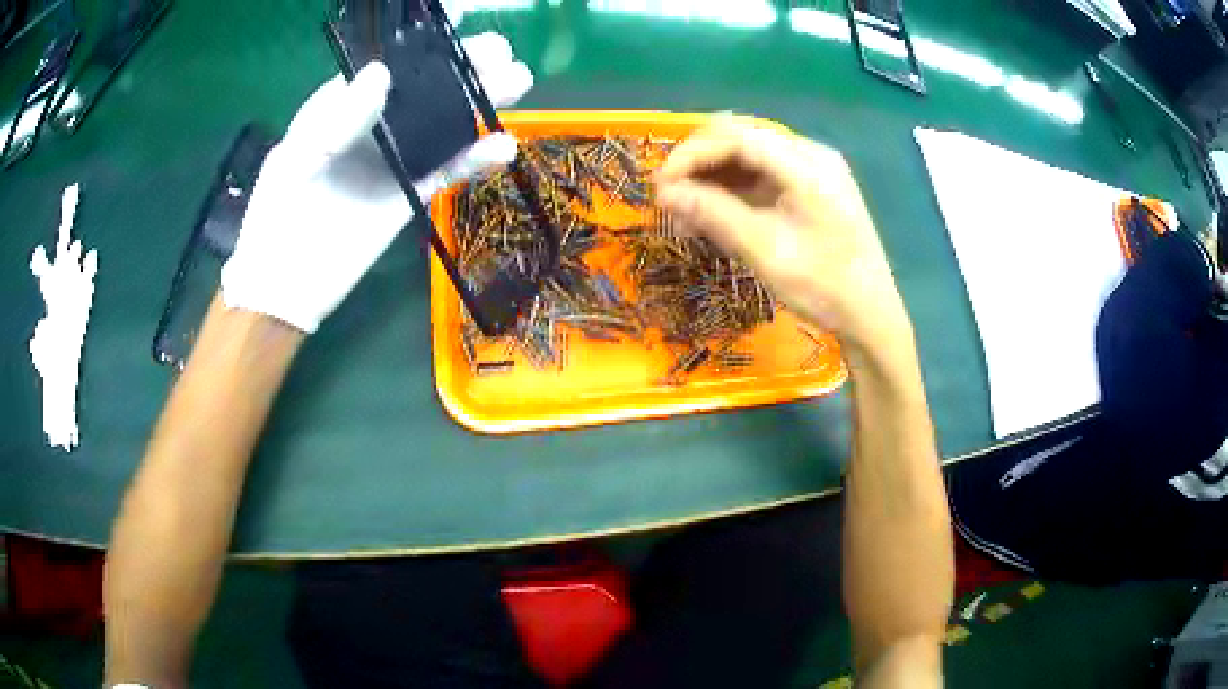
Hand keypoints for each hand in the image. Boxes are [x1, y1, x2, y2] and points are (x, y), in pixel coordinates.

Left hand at [221, 33, 532, 332]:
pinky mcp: (408, 196)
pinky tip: (503, 147)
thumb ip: (336, 120)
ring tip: (517, 81)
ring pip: (442, 125)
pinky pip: (446, 172)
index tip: (458, 17)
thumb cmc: (275, 218)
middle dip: (462, 66)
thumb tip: (382, 73)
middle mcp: (373, 127)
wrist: (283, 287)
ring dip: (479, 103)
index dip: (420, 41)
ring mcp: (393, 161)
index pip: (386, 63)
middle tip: (500, 52)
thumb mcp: (296, 161)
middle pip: (423, 90)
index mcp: (341, 108)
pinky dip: (475, 160)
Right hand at [656, 120, 909, 354]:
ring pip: (748, 157)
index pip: (737, 136)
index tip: (661, 184)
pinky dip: (733, 191)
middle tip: (670, 198)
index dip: (692, 153)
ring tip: (685, 215)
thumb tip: (664, 192)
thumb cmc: (824, 287)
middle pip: (742, 139)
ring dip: (713, 179)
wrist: (871, 316)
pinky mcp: (810, 189)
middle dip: (700, 164)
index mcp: (807, 164)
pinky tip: (713, 215)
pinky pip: (762, 177)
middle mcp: (810, 155)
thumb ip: (714, 214)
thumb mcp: (765, 251)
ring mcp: (812, 171)